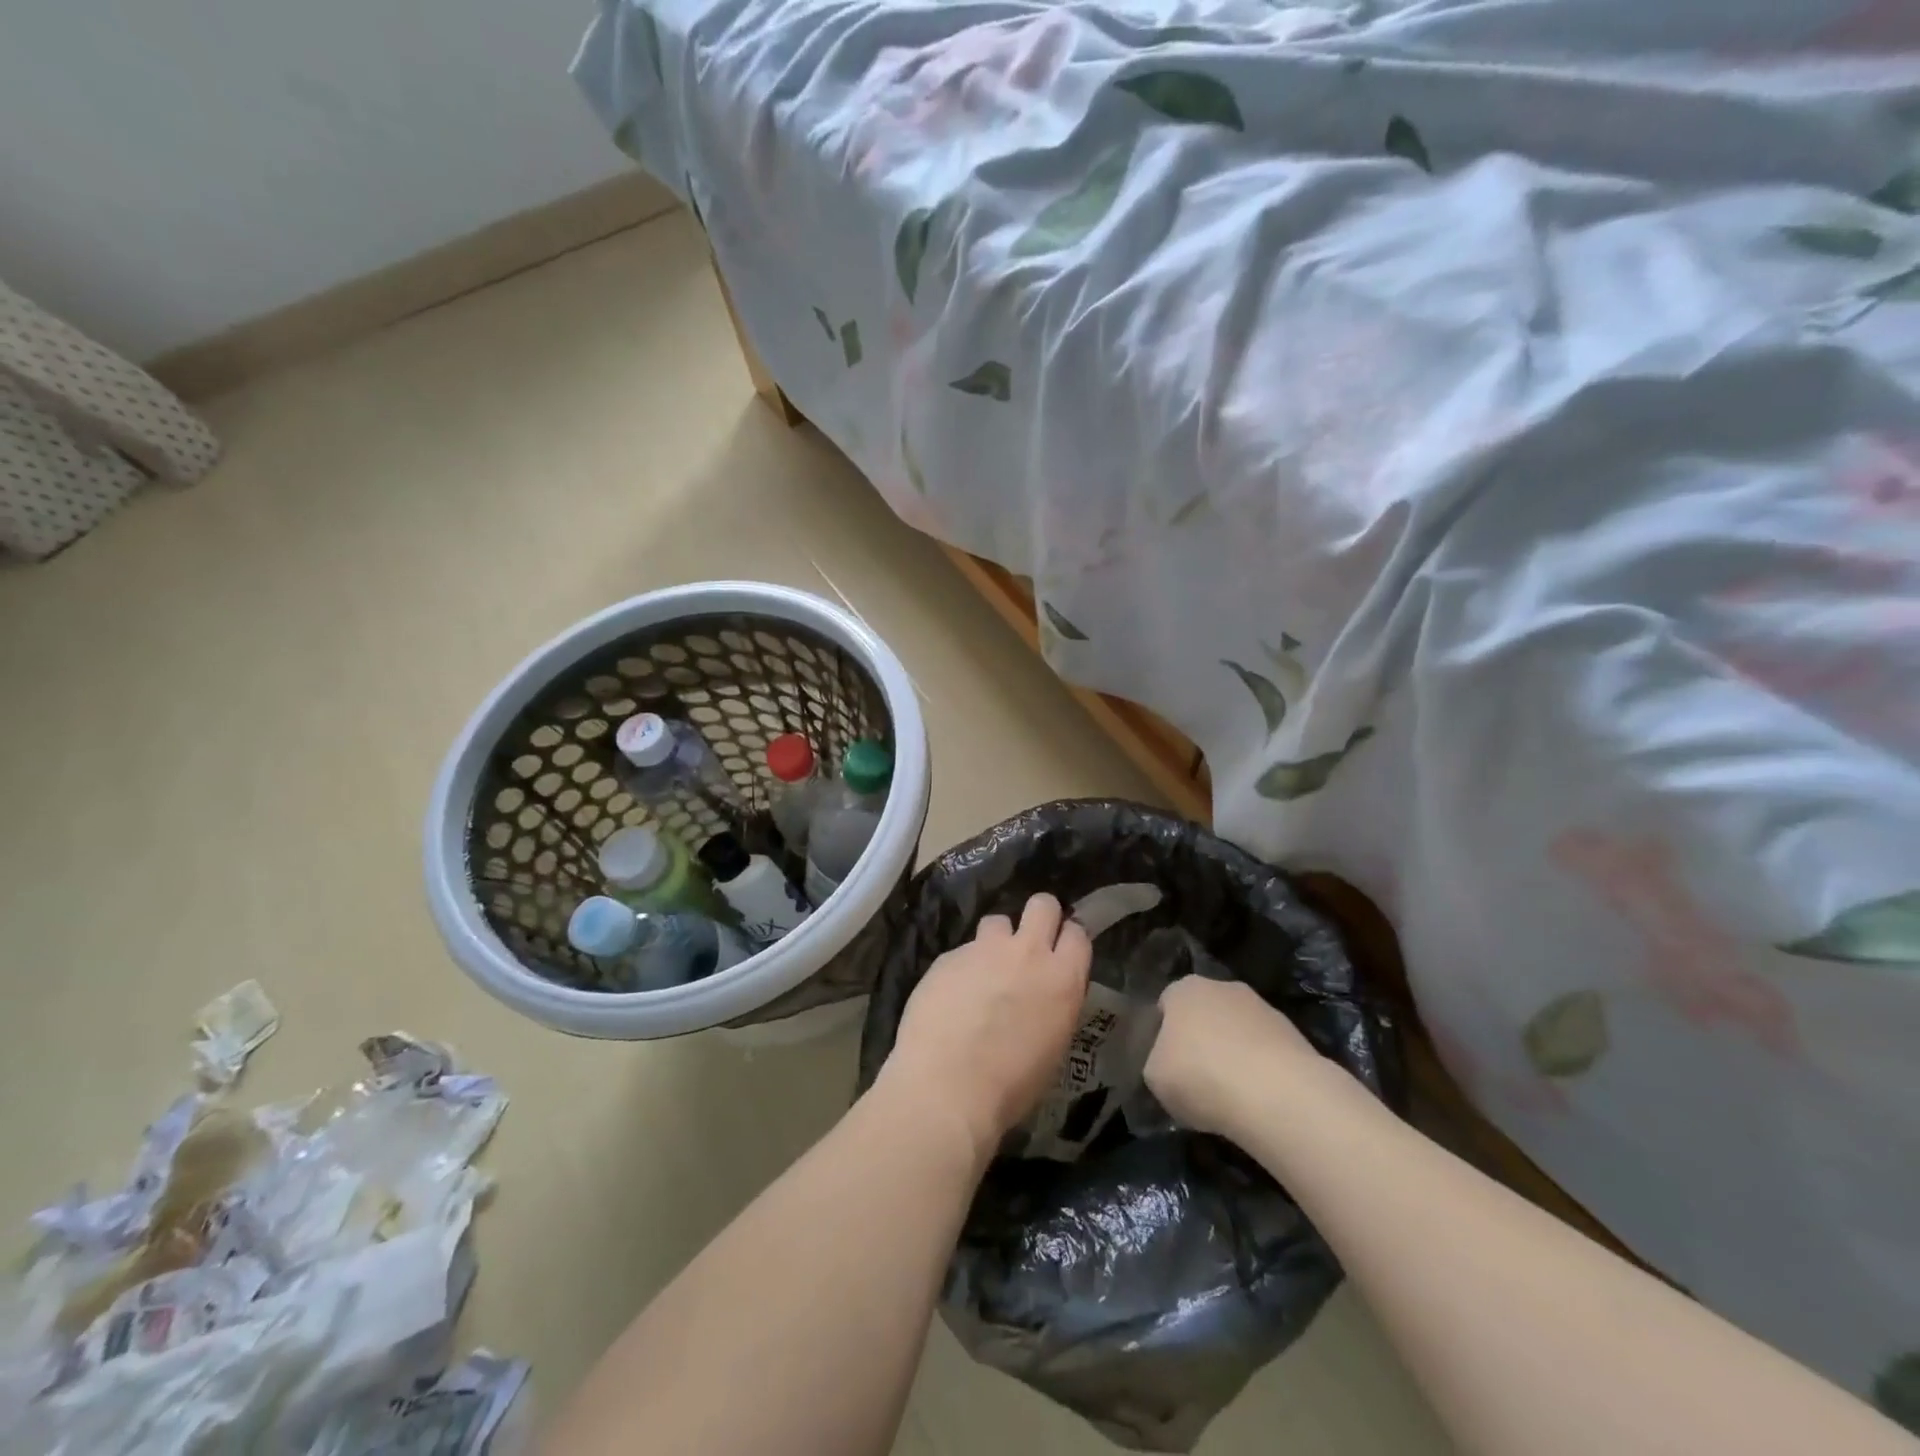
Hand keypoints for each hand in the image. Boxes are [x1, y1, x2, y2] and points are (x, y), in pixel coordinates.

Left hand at [882, 893, 1091, 1156]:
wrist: (947, 1088)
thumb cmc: (1011, 1085)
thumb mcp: (1053, 1044)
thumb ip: (1052, 1003)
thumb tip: (1042, 993)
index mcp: (1062, 978)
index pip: (1078, 933)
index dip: (1068, 939)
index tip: (1060, 952)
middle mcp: (1027, 952)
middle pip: (1042, 904)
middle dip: (1038, 917)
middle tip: (1028, 943)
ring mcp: (984, 949)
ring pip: (997, 921)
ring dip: (995, 940)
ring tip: (984, 970)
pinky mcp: (948, 956)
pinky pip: (962, 950)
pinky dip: (961, 967)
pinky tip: (951, 996)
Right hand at [1144, 976, 1326, 1137]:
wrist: (1276, 1093)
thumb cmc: (1201, 1076)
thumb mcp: (1155, 1077)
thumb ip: (1158, 1063)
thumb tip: (1170, 1066)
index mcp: (1184, 989)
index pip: (1166, 1004)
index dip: (1163, 1034)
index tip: (1166, 1065)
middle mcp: (1223, 987)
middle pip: (1205, 1014)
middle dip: (1202, 1040)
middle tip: (1197, 1079)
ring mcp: (1263, 1008)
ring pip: (1238, 1032)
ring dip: (1234, 1055)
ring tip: (1232, 1097)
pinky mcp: (1294, 1034)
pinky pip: (1266, 1052)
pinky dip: (1261, 1071)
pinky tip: (1259, 1100)